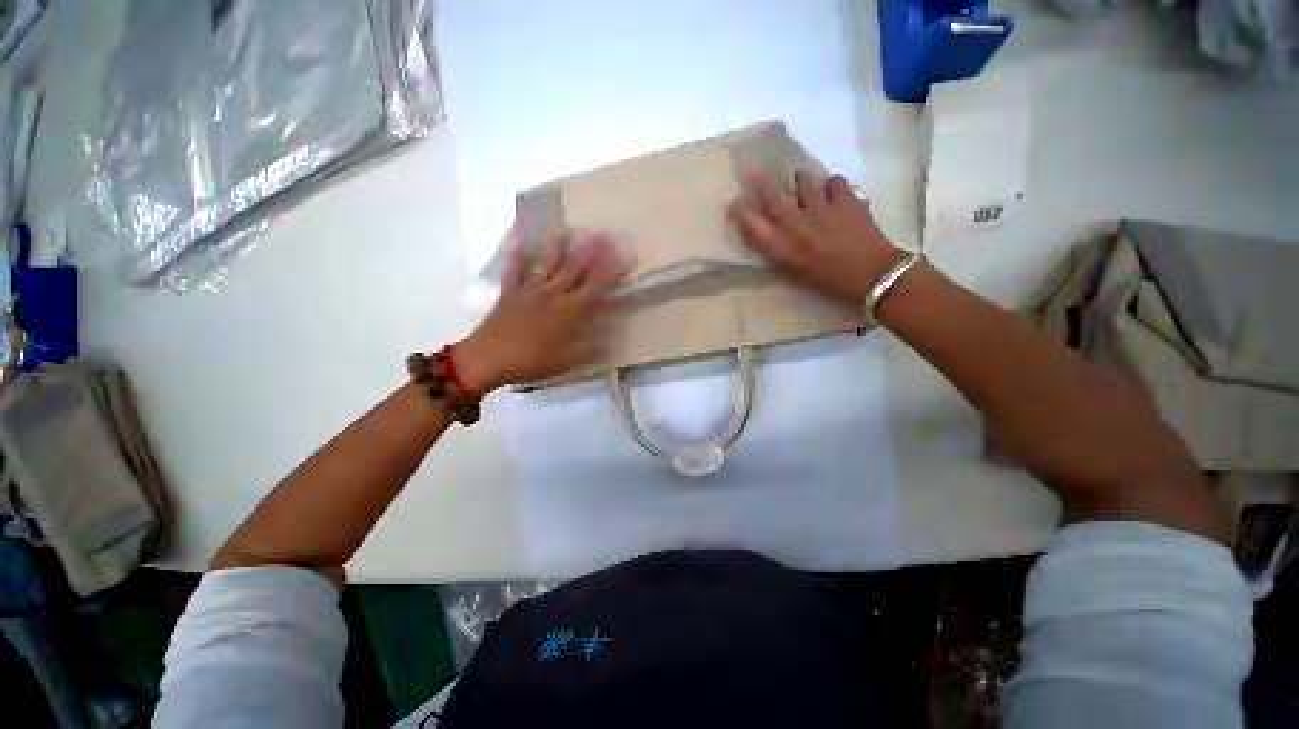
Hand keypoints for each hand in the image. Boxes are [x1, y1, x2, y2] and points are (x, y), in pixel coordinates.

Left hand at [454, 229, 629, 392]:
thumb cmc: (531, 362)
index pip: (596, 288)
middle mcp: (553, 295)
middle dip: (592, 252)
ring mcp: (530, 290)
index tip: (624, 257)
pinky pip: (514, 268)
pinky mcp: (510, 291)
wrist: (488, 359)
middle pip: (575, 269)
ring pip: (548, 264)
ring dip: (560, 246)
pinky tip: (519, 236)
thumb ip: (589, 348)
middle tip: (604, 234)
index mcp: (569, 312)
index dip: (612, 272)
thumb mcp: (567, 362)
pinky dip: (517, 251)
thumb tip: (610, 340)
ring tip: (569, 229)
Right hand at [728, 170, 906, 303]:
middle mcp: (796, 225)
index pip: (751, 226)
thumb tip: (769, 228)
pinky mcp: (846, 198)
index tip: (731, 202)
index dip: (739, 213)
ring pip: (804, 179)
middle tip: (755, 170)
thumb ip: (779, 250)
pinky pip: (833, 180)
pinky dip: (831, 185)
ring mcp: (821, 208)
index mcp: (782, 248)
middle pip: (772, 195)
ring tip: (806, 187)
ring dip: (801, 181)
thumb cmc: (827, 280)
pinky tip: (833, 194)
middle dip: (760, 181)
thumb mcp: (794, 271)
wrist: (870, 275)